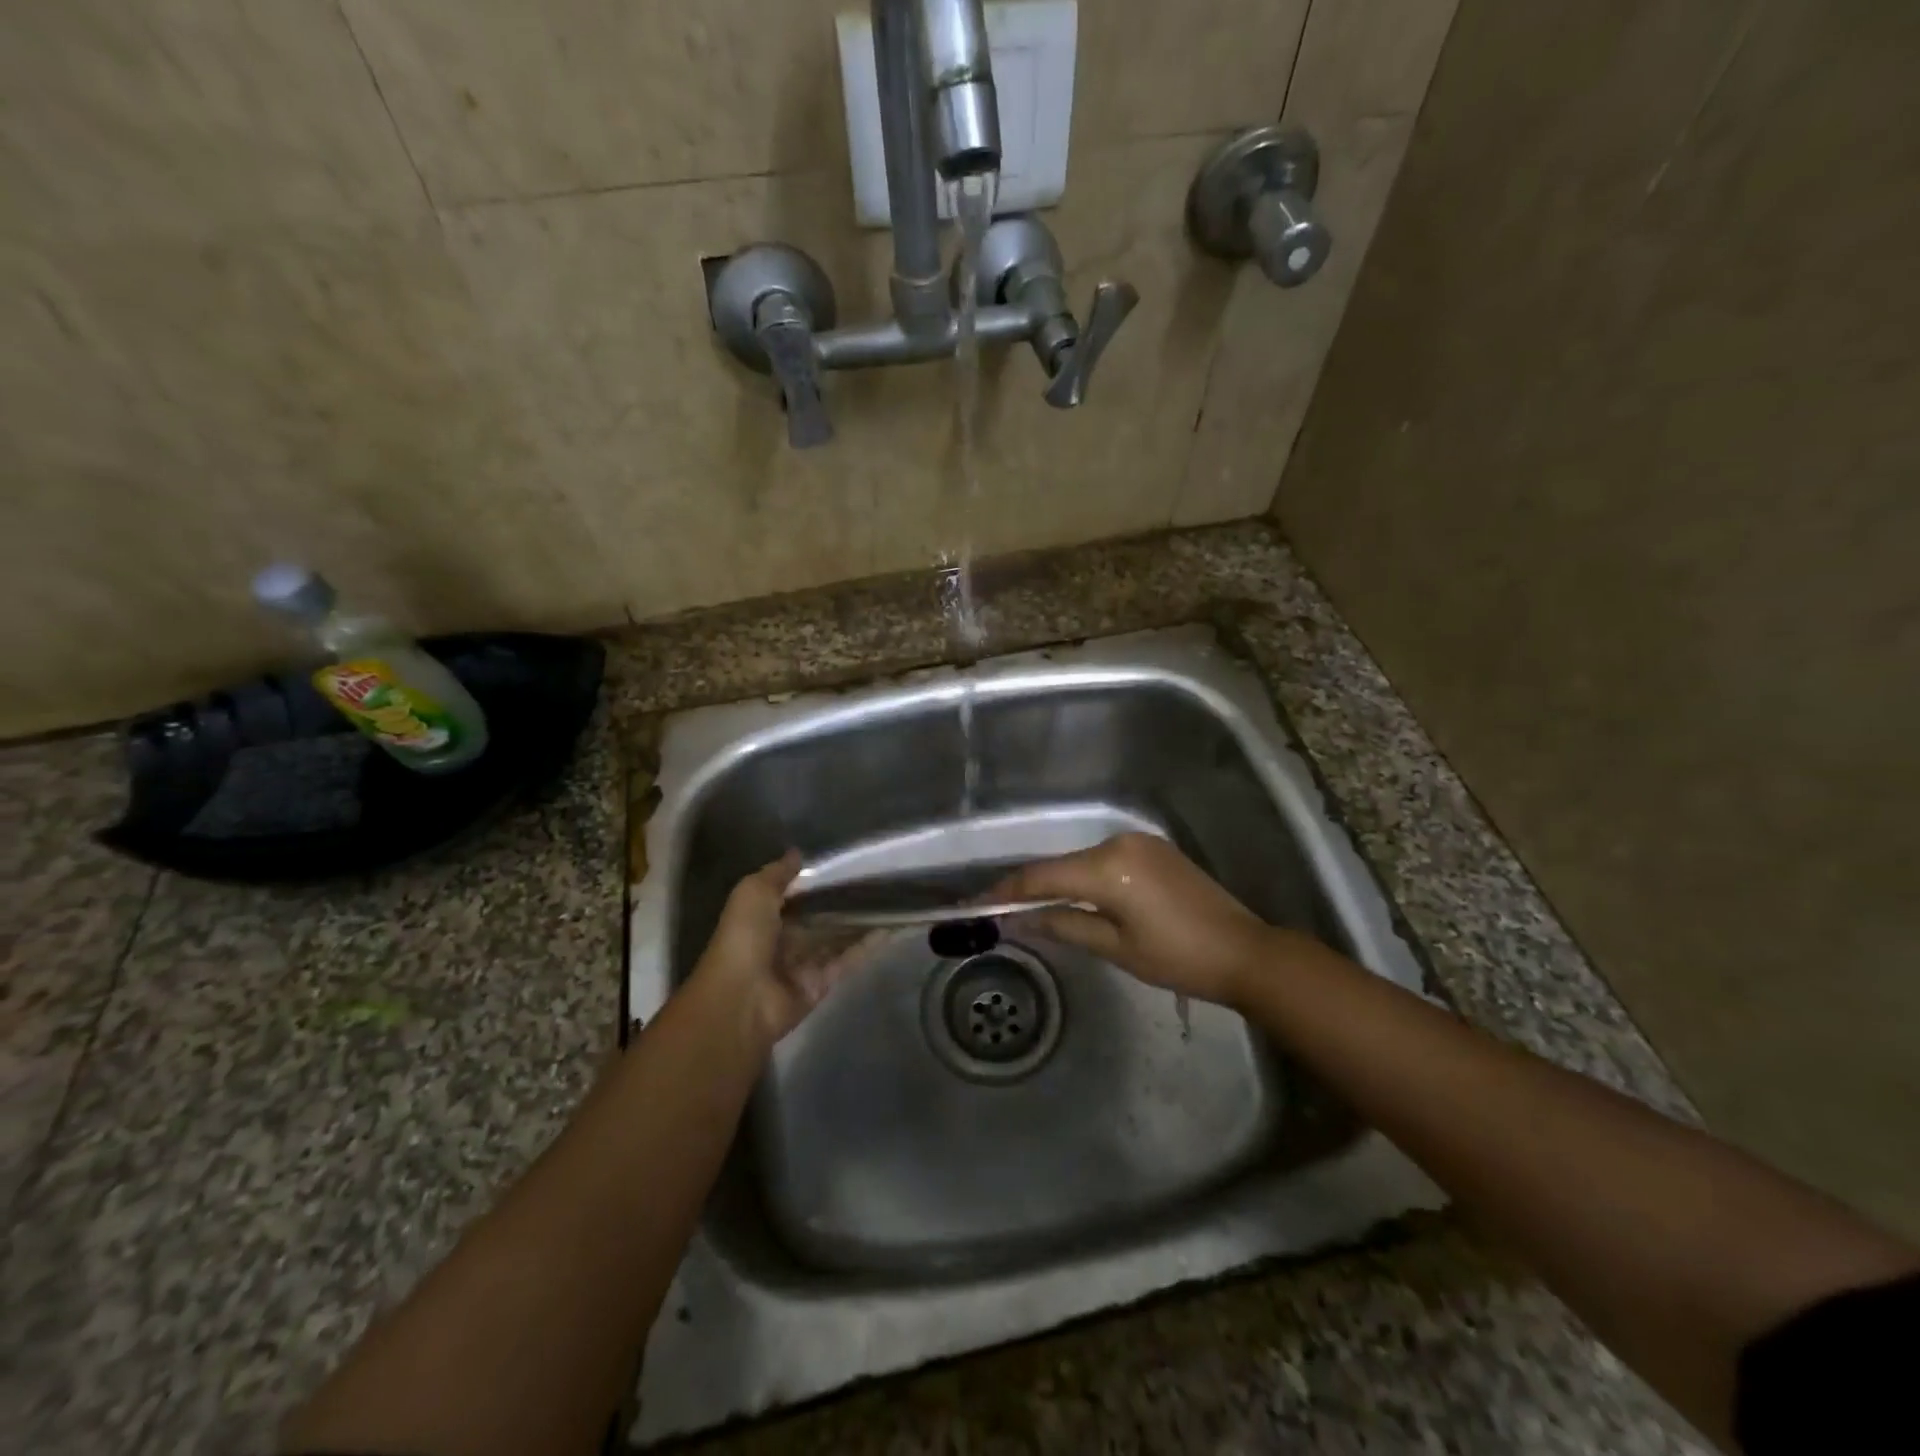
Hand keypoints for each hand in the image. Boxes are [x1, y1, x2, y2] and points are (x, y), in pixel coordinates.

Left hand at [689, 852, 876, 1046]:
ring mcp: (804, 962)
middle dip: (842, 900)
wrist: (742, 999)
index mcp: (763, 916)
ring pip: (837, 936)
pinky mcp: (822, 982)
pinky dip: (868, 945)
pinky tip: (891, 927)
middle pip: (819, 915)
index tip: (846, 861)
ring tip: (890, 898)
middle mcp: (784, 938)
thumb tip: (798, 852)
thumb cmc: (744, 939)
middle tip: (876, 878)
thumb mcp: (753, 893)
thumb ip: (777, 873)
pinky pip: (848, 959)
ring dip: (860, 921)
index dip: (816, 880)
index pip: (795, 894)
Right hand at [996, 833, 1285, 1005]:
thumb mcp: (1115, 948)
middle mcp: (1118, 843)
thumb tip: (1018, 921)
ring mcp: (1139, 842)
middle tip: (1000, 910)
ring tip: (1031, 908)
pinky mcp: (1154, 849)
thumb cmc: (1178, 959)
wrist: (1246, 952)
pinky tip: (1075, 897)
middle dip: (1029, 887)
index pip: (1043, 876)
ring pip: (1081, 861)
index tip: (975, 903)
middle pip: (1060, 866)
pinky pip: (1104, 860)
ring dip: (1058, 882)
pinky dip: (1085, 877)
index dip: (1006, 890)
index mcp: (1108, 867)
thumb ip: (1063, 926)